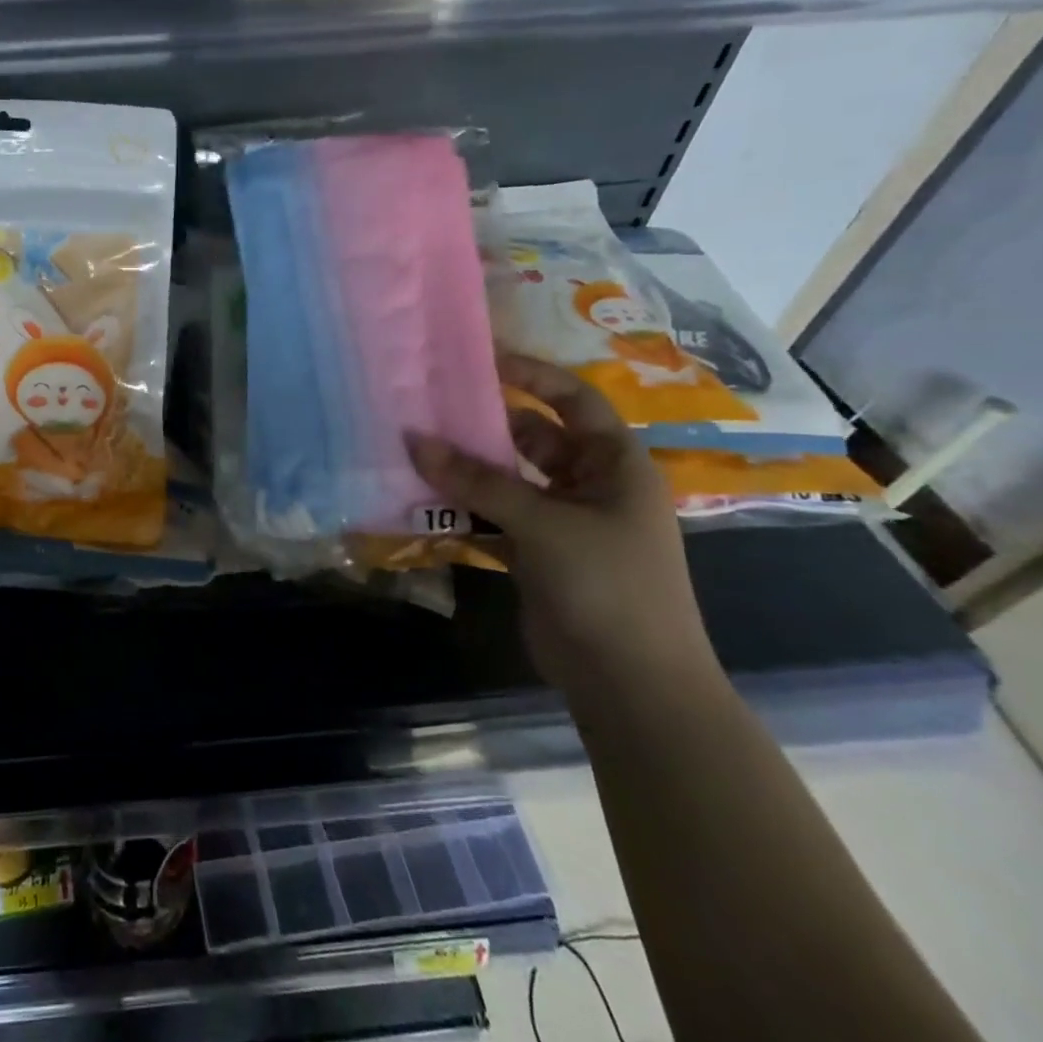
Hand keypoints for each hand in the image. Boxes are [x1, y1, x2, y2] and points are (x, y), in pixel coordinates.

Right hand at [406, 354, 717, 698]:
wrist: (629, 681)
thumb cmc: (606, 584)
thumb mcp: (543, 523)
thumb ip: (477, 481)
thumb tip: (413, 438)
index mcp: (614, 465)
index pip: (573, 400)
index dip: (531, 376)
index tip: (478, 360)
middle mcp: (589, 484)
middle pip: (533, 436)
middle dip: (485, 422)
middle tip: (429, 403)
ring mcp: (561, 521)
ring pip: (507, 478)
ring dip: (467, 466)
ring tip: (415, 444)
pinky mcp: (535, 552)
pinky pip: (493, 514)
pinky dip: (463, 505)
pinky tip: (423, 496)